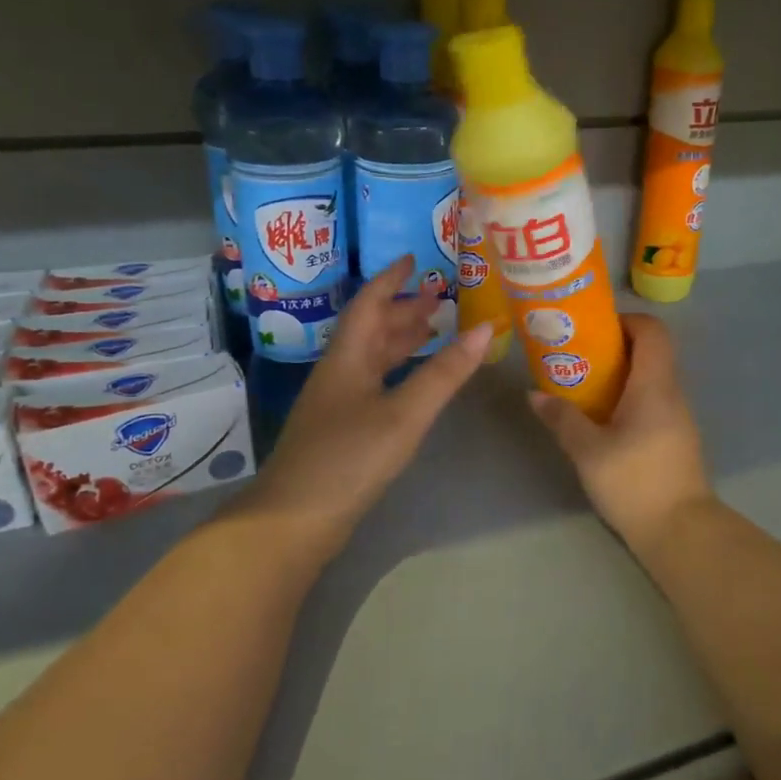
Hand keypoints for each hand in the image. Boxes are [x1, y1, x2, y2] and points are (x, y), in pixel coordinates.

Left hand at [239, 257, 491, 557]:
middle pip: (371, 329)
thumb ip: (445, 373)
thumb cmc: (349, 458)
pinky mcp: (341, 429)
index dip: (391, 279)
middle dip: (403, 309)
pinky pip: (375, 383)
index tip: (415, 259)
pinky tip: (414, 381)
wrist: (294, 520)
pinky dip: (398, 371)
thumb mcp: (404, 413)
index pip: (369, 303)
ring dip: (401, 340)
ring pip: (372, 357)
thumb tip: (486, 328)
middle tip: (440, 297)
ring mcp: (337, 403)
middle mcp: (340, 372)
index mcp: (348, 358)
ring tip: (434, 329)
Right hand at [527, 313, 714, 552]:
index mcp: (655, 386)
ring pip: (652, 379)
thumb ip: (562, 419)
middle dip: (616, 347)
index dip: (627, 320)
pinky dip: (630, 397)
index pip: (653, 331)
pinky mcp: (677, 438)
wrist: (681, 531)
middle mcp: (672, 393)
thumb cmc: (635, 482)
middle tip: (579, 356)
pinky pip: (654, 401)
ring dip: (622, 375)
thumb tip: (535, 395)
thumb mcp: (588, 451)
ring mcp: (678, 417)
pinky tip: (604, 419)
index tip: (594, 329)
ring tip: (585, 386)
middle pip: (652, 352)